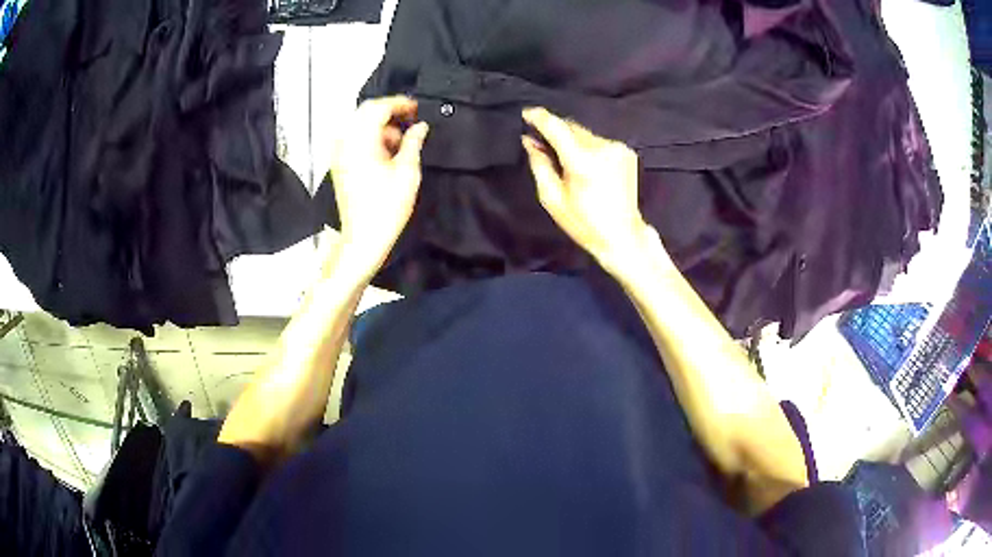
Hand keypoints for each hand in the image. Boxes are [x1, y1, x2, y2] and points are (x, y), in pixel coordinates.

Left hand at [328, 96, 429, 278]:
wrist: (362, 239)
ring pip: (359, 126)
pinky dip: (370, 139)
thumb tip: (420, 128)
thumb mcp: (407, 172)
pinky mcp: (339, 166)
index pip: (377, 108)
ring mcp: (339, 155)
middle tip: (410, 120)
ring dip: (380, 127)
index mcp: (360, 142)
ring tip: (400, 142)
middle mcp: (345, 144)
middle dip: (389, 113)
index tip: (415, 108)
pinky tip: (386, 154)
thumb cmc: (384, 210)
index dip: (399, 103)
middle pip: (365, 113)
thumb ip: (414, 142)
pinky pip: (353, 141)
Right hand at [521, 107, 655, 275]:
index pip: (556, 127)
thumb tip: (529, 140)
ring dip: (572, 140)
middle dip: (556, 132)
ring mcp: (617, 148)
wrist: (622, 235)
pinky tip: (588, 165)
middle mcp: (602, 148)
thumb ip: (539, 164)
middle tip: (543, 145)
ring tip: (568, 161)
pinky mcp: (627, 151)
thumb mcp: (552, 198)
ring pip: (585, 133)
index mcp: (582, 161)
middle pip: (571, 127)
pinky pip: (599, 141)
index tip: (526, 113)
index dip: (540, 117)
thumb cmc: (583, 222)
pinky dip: (588, 147)